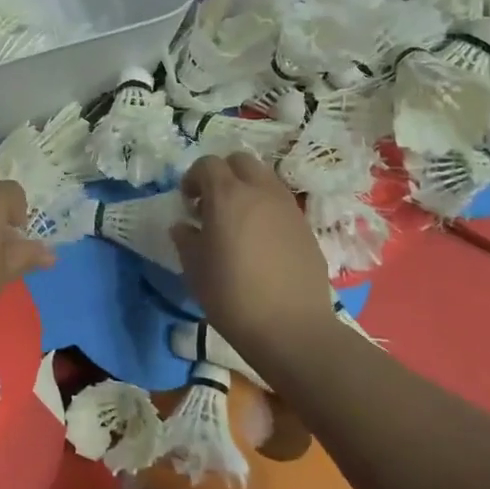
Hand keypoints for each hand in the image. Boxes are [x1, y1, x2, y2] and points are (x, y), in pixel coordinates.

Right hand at [171, 153, 338, 357]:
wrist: (291, 327)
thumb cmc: (232, 296)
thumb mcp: (194, 269)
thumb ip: (185, 239)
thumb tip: (184, 226)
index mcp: (227, 196)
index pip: (207, 164)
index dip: (193, 178)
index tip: (188, 203)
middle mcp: (260, 191)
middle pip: (240, 161)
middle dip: (223, 174)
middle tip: (213, 204)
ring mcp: (287, 207)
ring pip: (265, 178)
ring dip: (247, 188)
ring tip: (238, 221)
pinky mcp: (305, 226)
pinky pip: (281, 203)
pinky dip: (266, 209)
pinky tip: (261, 241)